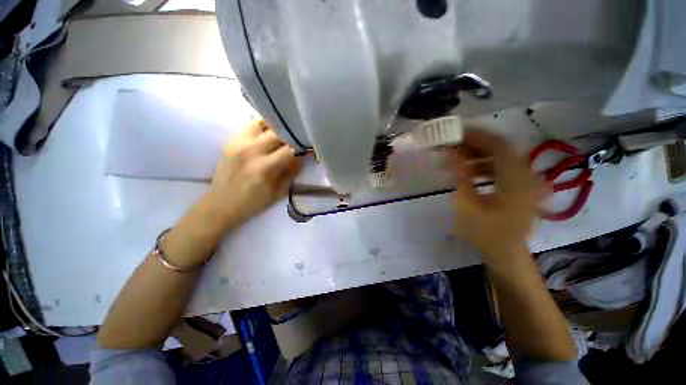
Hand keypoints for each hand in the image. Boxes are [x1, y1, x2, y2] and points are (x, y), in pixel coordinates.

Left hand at [201, 120, 302, 230]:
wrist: (220, 205)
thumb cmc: (253, 203)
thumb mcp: (279, 192)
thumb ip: (292, 172)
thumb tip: (301, 157)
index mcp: (265, 167)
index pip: (291, 149)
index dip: (303, 147)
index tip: (310, 148)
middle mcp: (252, 150)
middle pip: (279, 132)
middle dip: (292, 135)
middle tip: (298, 140)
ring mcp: (239, 143)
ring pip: (264, 123)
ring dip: (277, 128)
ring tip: (284, 135)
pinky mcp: (231, 141)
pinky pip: (251, 125)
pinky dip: (263, 127)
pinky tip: (268, 135)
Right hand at [448, 129, 541, 264]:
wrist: (506, 253)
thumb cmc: (486, 233)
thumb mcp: (468, 205)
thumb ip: (461, 177)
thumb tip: (452, 154)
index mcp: (516, 181)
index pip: (499, 146)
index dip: (478, 136)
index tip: (458, 132)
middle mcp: (525, 176)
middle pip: (502, 149)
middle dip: (476, 144)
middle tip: (453, 144)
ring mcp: (525, 181)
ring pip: (502, 157)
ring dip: (479, 155)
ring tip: (458, 158)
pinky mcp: (520, 187)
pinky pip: (503, 168)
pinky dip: (485, 165)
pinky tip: (470, 171)